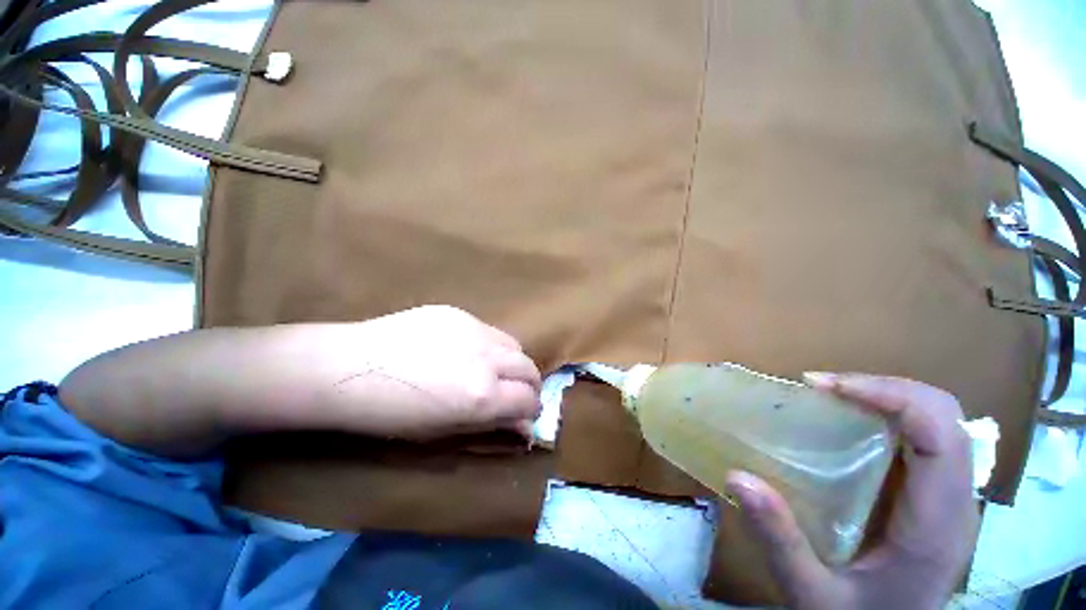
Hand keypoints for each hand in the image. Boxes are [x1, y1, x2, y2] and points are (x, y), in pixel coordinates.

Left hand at [312, 305, 542, 439]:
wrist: (350, 370)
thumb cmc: (389, 416)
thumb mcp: (442, 432)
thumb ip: (487, 426)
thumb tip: (520, 427)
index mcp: (482, 397)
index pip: (529, 401)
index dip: (528, 414)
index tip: (519, 420)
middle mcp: (486, 359)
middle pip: (528, 369)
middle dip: (526, 387)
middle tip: (510, 399)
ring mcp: (470, 329)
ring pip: (511, 344)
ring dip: (510, 363)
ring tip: (488, 374)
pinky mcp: (452, 311)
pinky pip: (484, 329)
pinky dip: (485, 345)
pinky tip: (459, 354)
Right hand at [723, 374, 977, 609]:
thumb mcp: (811, 597)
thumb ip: (780, 541)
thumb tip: (738, 479)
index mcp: (936, 524)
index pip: (934, 427)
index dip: (888, 393)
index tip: (831, 387)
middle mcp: (963, 503)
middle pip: (945, 413)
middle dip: (893, 391)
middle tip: (837, 393)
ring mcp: (967, 503)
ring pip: (950, 424)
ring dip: (904, 405)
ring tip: (855, 407)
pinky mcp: (960, 507)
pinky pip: (946, 445)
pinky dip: (914, 428)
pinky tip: (882, 442)